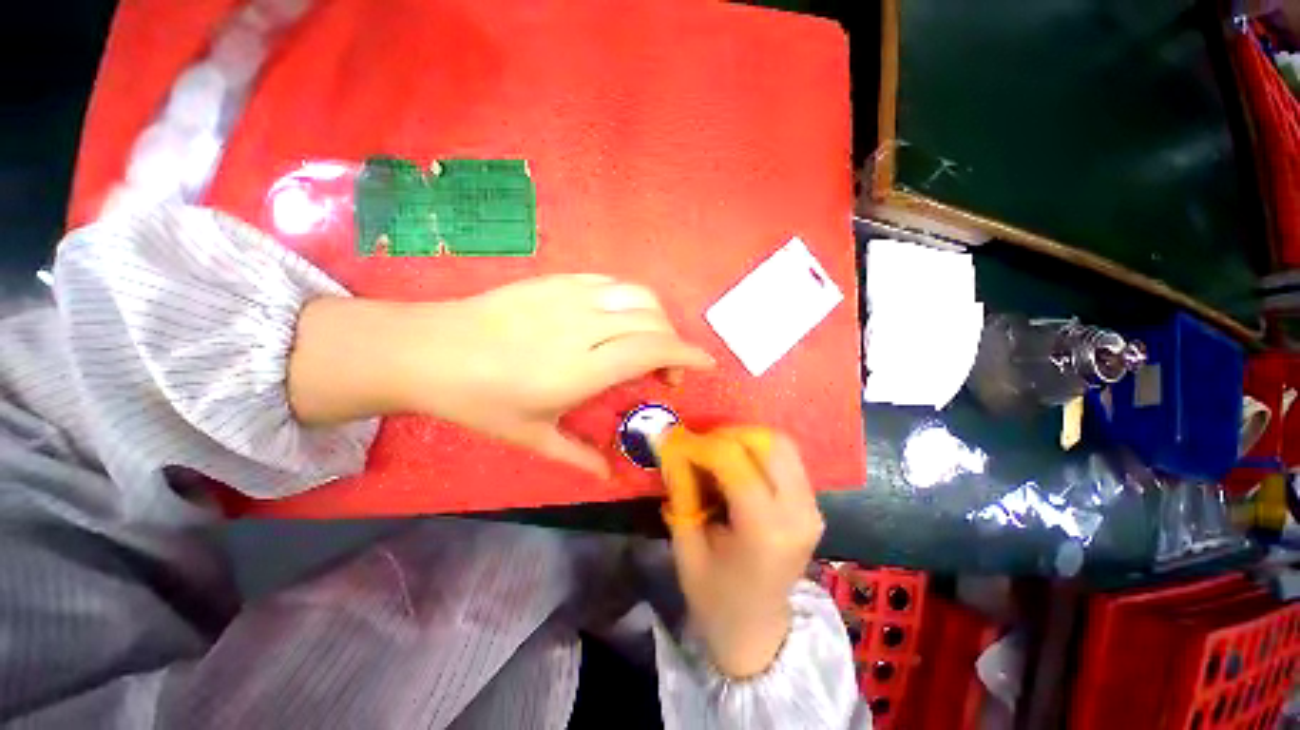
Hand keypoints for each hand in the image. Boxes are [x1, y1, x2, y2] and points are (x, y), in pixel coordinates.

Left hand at [288, 275, 713, 475]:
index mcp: (581, 369)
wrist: (429, 350)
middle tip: (667, 371)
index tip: (706, 364)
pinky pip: (610, 283)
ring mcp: (569, 297)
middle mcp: (583, 327)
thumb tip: (610, 477)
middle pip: (652, 320)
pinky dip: (630, 299)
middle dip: (674, 343)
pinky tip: (622, 318)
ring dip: (656, 317)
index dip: (687, 354)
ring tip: (649, 341)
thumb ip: (579, 456)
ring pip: (637, 295)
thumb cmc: (479, 401)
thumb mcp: (532, 436)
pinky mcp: (557, 281)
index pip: (653, 349)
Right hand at [659, 428, 824, 678]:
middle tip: (698, 445)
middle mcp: (798, 513)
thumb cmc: (715, 598)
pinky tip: (735, 466)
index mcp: (765, 531)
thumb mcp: (686, 547)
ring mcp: (812, 507)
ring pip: (780, 444)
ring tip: (715, 453)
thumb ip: (680, 492)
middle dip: (727, 434)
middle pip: (768, 443)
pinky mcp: (812, 504)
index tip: (675, 441)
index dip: (701, 444)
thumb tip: (671, 447)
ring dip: (743, 439)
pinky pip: (786, 458)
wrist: (759, 631)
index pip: (734, 461)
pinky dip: (757, 450)